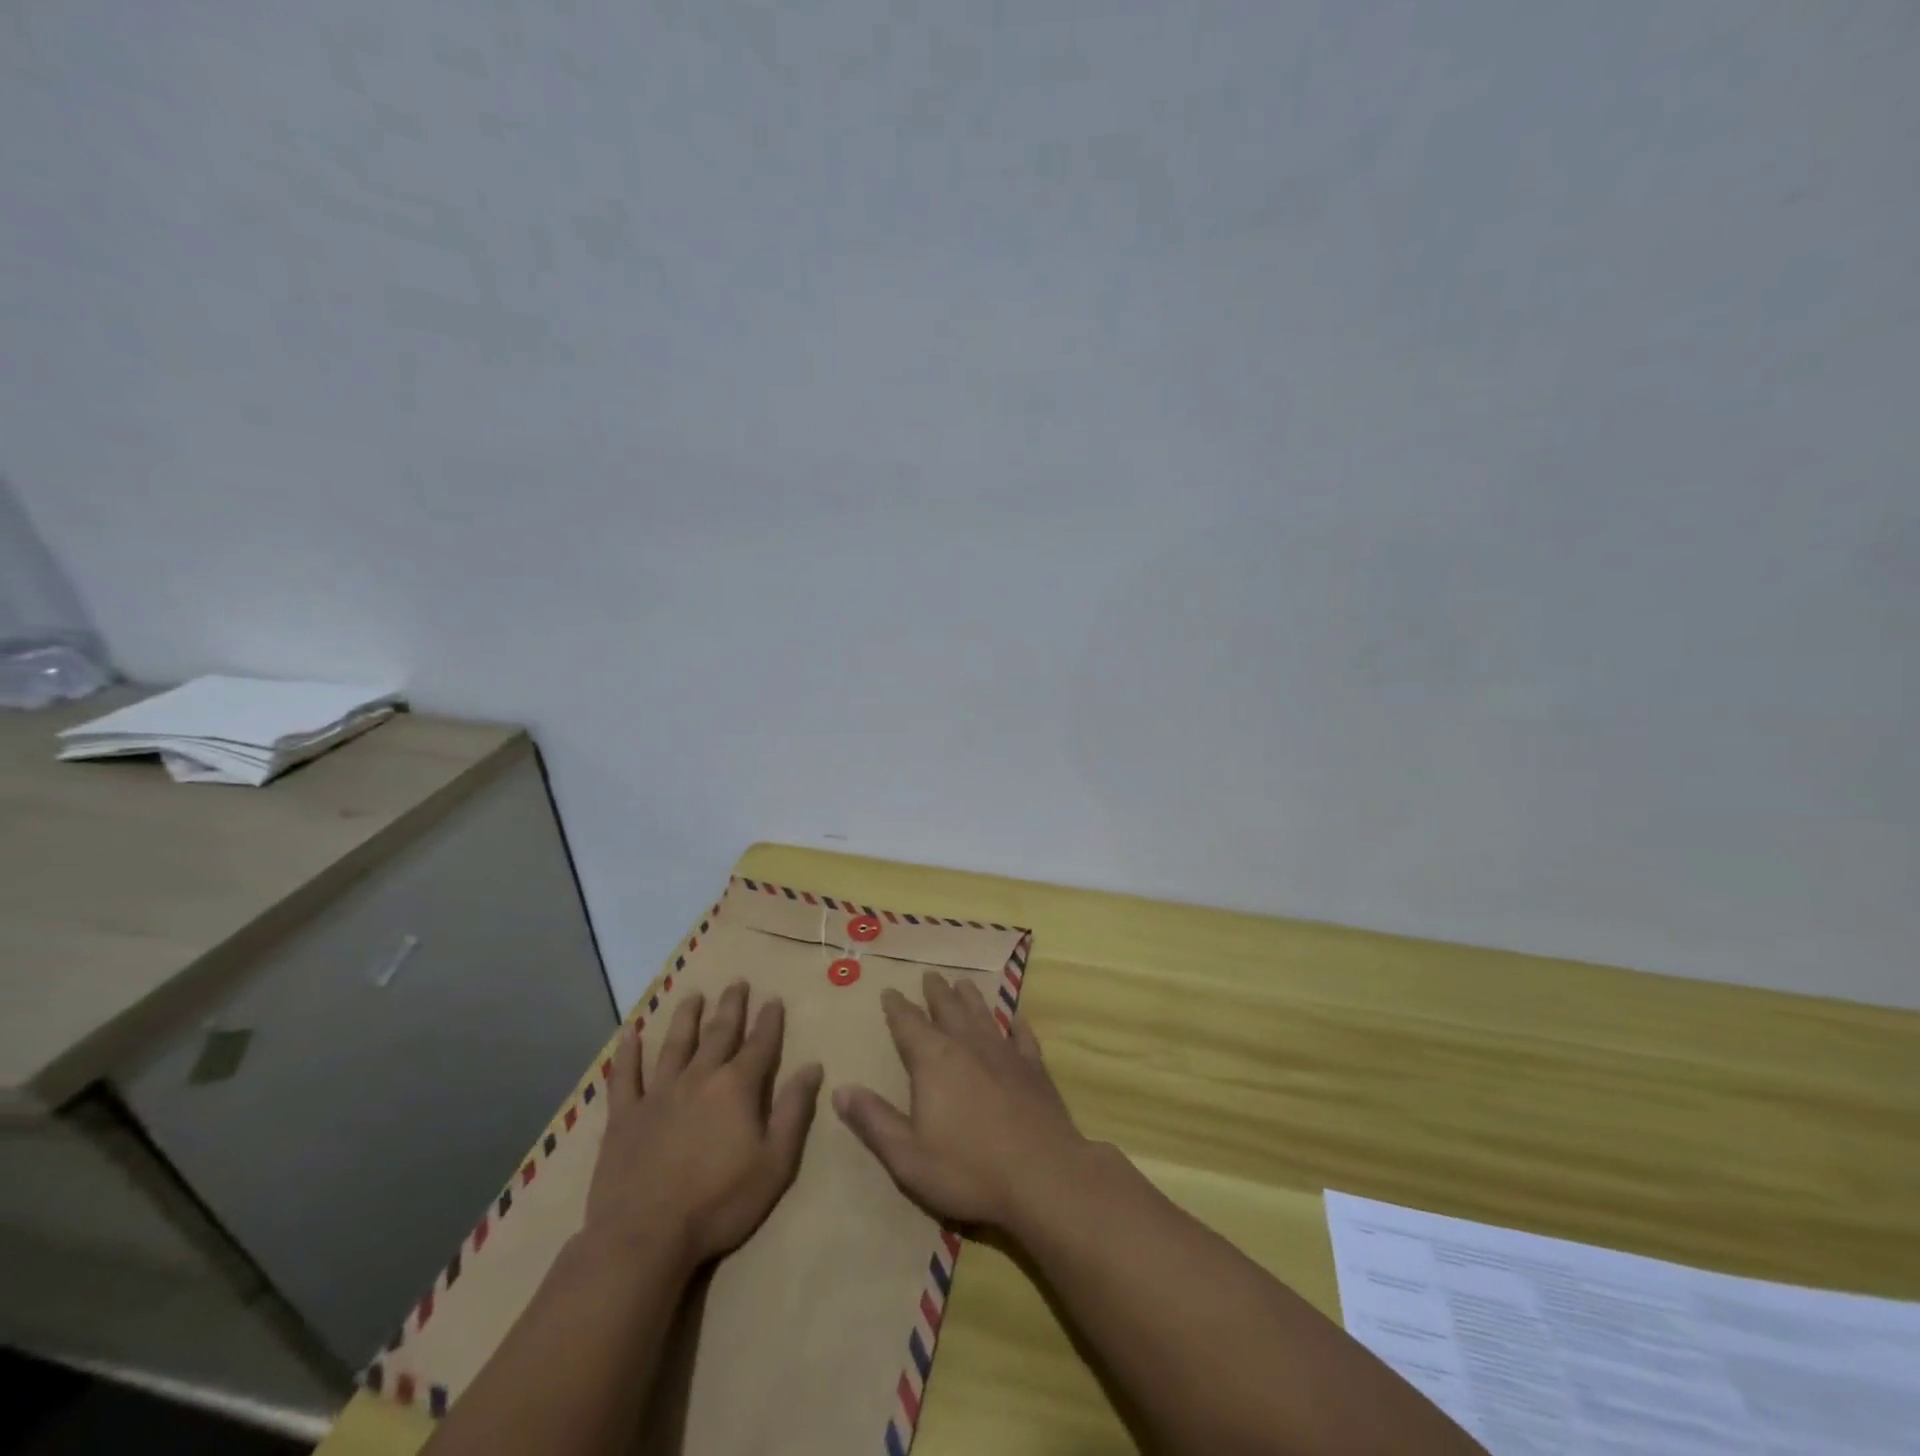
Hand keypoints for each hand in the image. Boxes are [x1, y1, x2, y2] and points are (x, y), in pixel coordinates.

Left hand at [586, 981, 822, 1267]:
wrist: (644, 1238)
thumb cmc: (719, 1203)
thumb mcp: (775, 1162)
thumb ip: (794, 1111)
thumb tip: (813, 1066)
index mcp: (737, 1087)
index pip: (760, 1044)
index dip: (769, 1020)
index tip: (773, 998)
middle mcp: (699, 1078)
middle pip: (719, 1033)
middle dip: (731, 1006)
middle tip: (737, 982)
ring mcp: (658, 1094)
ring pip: (675, 1045)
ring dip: (686, 1017)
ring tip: (694, 995)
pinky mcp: (625, 1117)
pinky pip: (625, 1076)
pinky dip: (627, 1053)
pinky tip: (630, 1033)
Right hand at [832, 971, 1087, 1232]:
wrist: (1042, 1175)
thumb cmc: (968, 1169)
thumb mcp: (908, 1155)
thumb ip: (874, 1120)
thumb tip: (840, 1089)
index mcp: (934, 1061)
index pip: (909, 1025)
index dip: (897, 1008)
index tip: (890, 990)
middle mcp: (968, 1045)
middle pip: (948, 1009)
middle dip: (936, 992)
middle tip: (930, 974)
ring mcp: (1005, 1054)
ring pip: (983, 1015)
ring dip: (971, 998)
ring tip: (963, 982)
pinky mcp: (1034, 1069)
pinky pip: (1023, 1037)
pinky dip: (1017, 1024)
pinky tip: (1016, 1018)